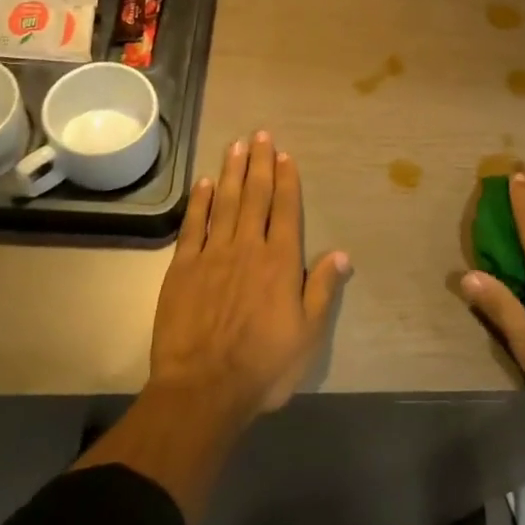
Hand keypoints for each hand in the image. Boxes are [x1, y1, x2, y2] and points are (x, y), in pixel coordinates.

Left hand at [149, 131, 351, 420]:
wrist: (203, 390)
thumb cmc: (264, 366)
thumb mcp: (308, 335)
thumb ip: (322, 290)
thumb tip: (341, 254)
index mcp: (280, 261)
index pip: (286, 209)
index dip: (286, 180)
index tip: (284, 155)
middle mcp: (248, 247)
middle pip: (255, 196)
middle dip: (259, 163)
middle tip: (260, 134)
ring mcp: (213, 255)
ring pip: (225, 203)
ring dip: (231, 172)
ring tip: (235, 145)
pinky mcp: (183, 268)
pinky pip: (193, 226)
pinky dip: (200, 202)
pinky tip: (204, 183)